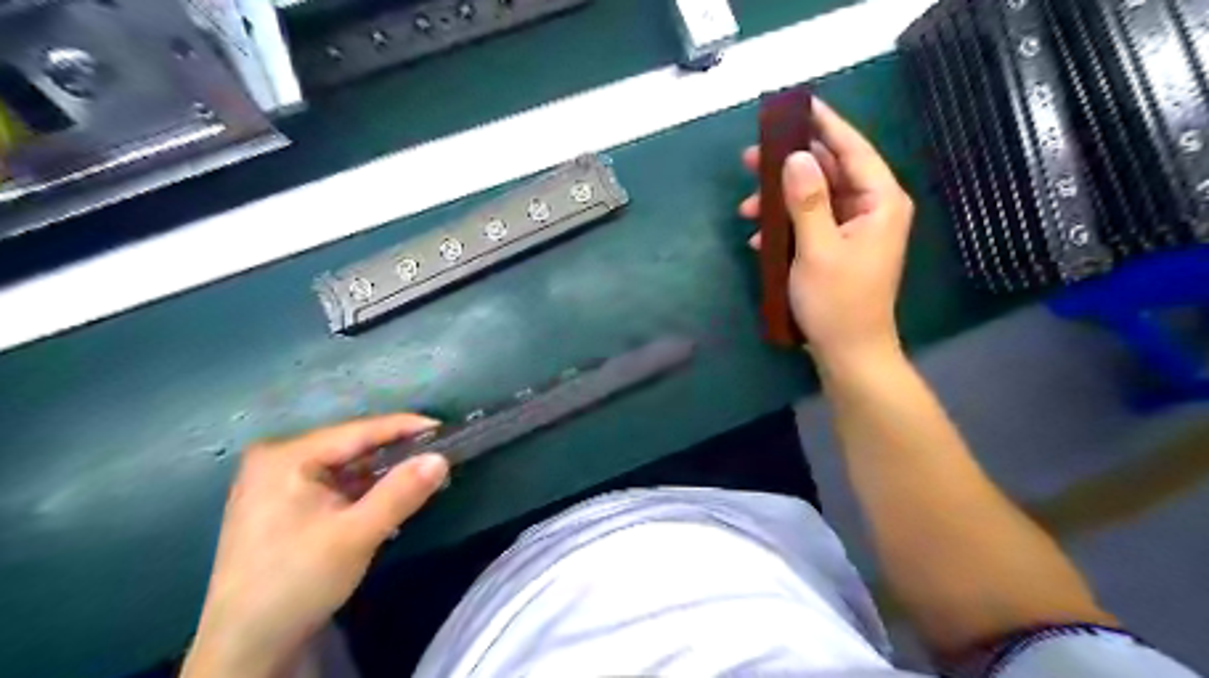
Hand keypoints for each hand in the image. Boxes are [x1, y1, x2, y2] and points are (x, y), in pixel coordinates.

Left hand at [178, 412, 443, 677]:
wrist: (245, 647)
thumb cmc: (297, 582)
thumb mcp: (356, 536)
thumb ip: (400, 493)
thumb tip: (441, 458)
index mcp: (287, 456)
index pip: (359, 430)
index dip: (407, 427)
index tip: (447, 430)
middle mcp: (277, 458)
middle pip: (352, 445)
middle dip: (397, 451)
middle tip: (440, 455)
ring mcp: (276, 480)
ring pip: (345, 465)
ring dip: (383, 472)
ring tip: (424, 473)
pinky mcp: (281, 502)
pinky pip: (334, 482)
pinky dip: (364, 488)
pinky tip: (390, 495)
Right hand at [738, 98, 917, 363]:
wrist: (848, 353)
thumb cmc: (837, 302)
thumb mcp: (817, 249)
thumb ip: (807, 201)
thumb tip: (797, 157)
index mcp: (879, 201)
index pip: (852, 149)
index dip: (825, 123)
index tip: (797, 103)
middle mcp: (871, 208)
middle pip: (829, 171)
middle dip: (789, 166)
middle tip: (750, 158)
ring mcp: (855, 229)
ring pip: (815, 197)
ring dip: (780, 200)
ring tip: (746, 208)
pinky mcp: (838, 248)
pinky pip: (811, 222)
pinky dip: (786, 225)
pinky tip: (760, 239)